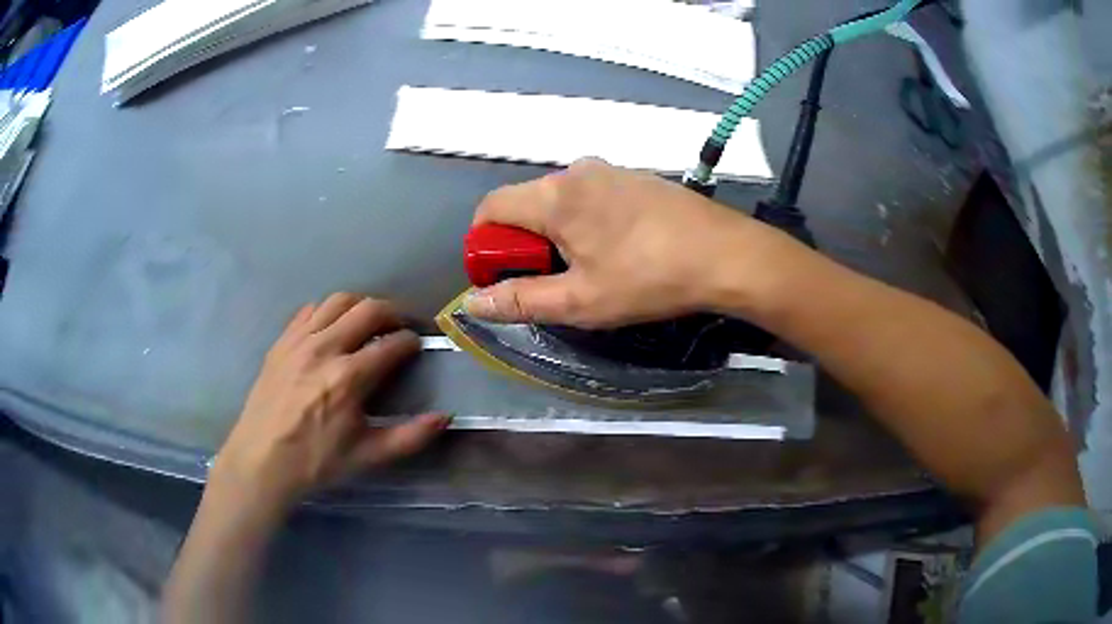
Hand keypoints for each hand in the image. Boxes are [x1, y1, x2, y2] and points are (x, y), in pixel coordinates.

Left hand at [212, 293, 448, 509]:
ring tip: (367, 323)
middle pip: (368, 309)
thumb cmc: (316, 461)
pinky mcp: (282, 341)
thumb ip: (410, 436)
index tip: (417, 346)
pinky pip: (309, 310)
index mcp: (349, 378)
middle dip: (392, 313)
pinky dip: (328, 311)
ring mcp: (299, 341)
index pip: (391, 344)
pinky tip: (331, 329)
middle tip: (398, 328)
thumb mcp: (368, 456)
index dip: (411, 341)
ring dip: (360, 306)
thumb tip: (445, 417)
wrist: (261, 459)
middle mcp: (325, 348)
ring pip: (338, 301)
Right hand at [466, 158, 780, 328]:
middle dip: (525, 242)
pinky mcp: (637, 177)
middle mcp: (576, 171)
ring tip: (592, 267)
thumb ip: (521, 300)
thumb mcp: (580, 301)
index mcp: (554, 196)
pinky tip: (621, 248)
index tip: (504, 276)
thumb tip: (473, 302)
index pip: (490, 208)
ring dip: (558, 232)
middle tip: (554, 280)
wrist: (726, 254)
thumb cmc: (648, 279)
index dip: (484, 244)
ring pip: (561, 200)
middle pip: (526, 203)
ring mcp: (611, 170)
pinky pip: (593, 195)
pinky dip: (588, 220)